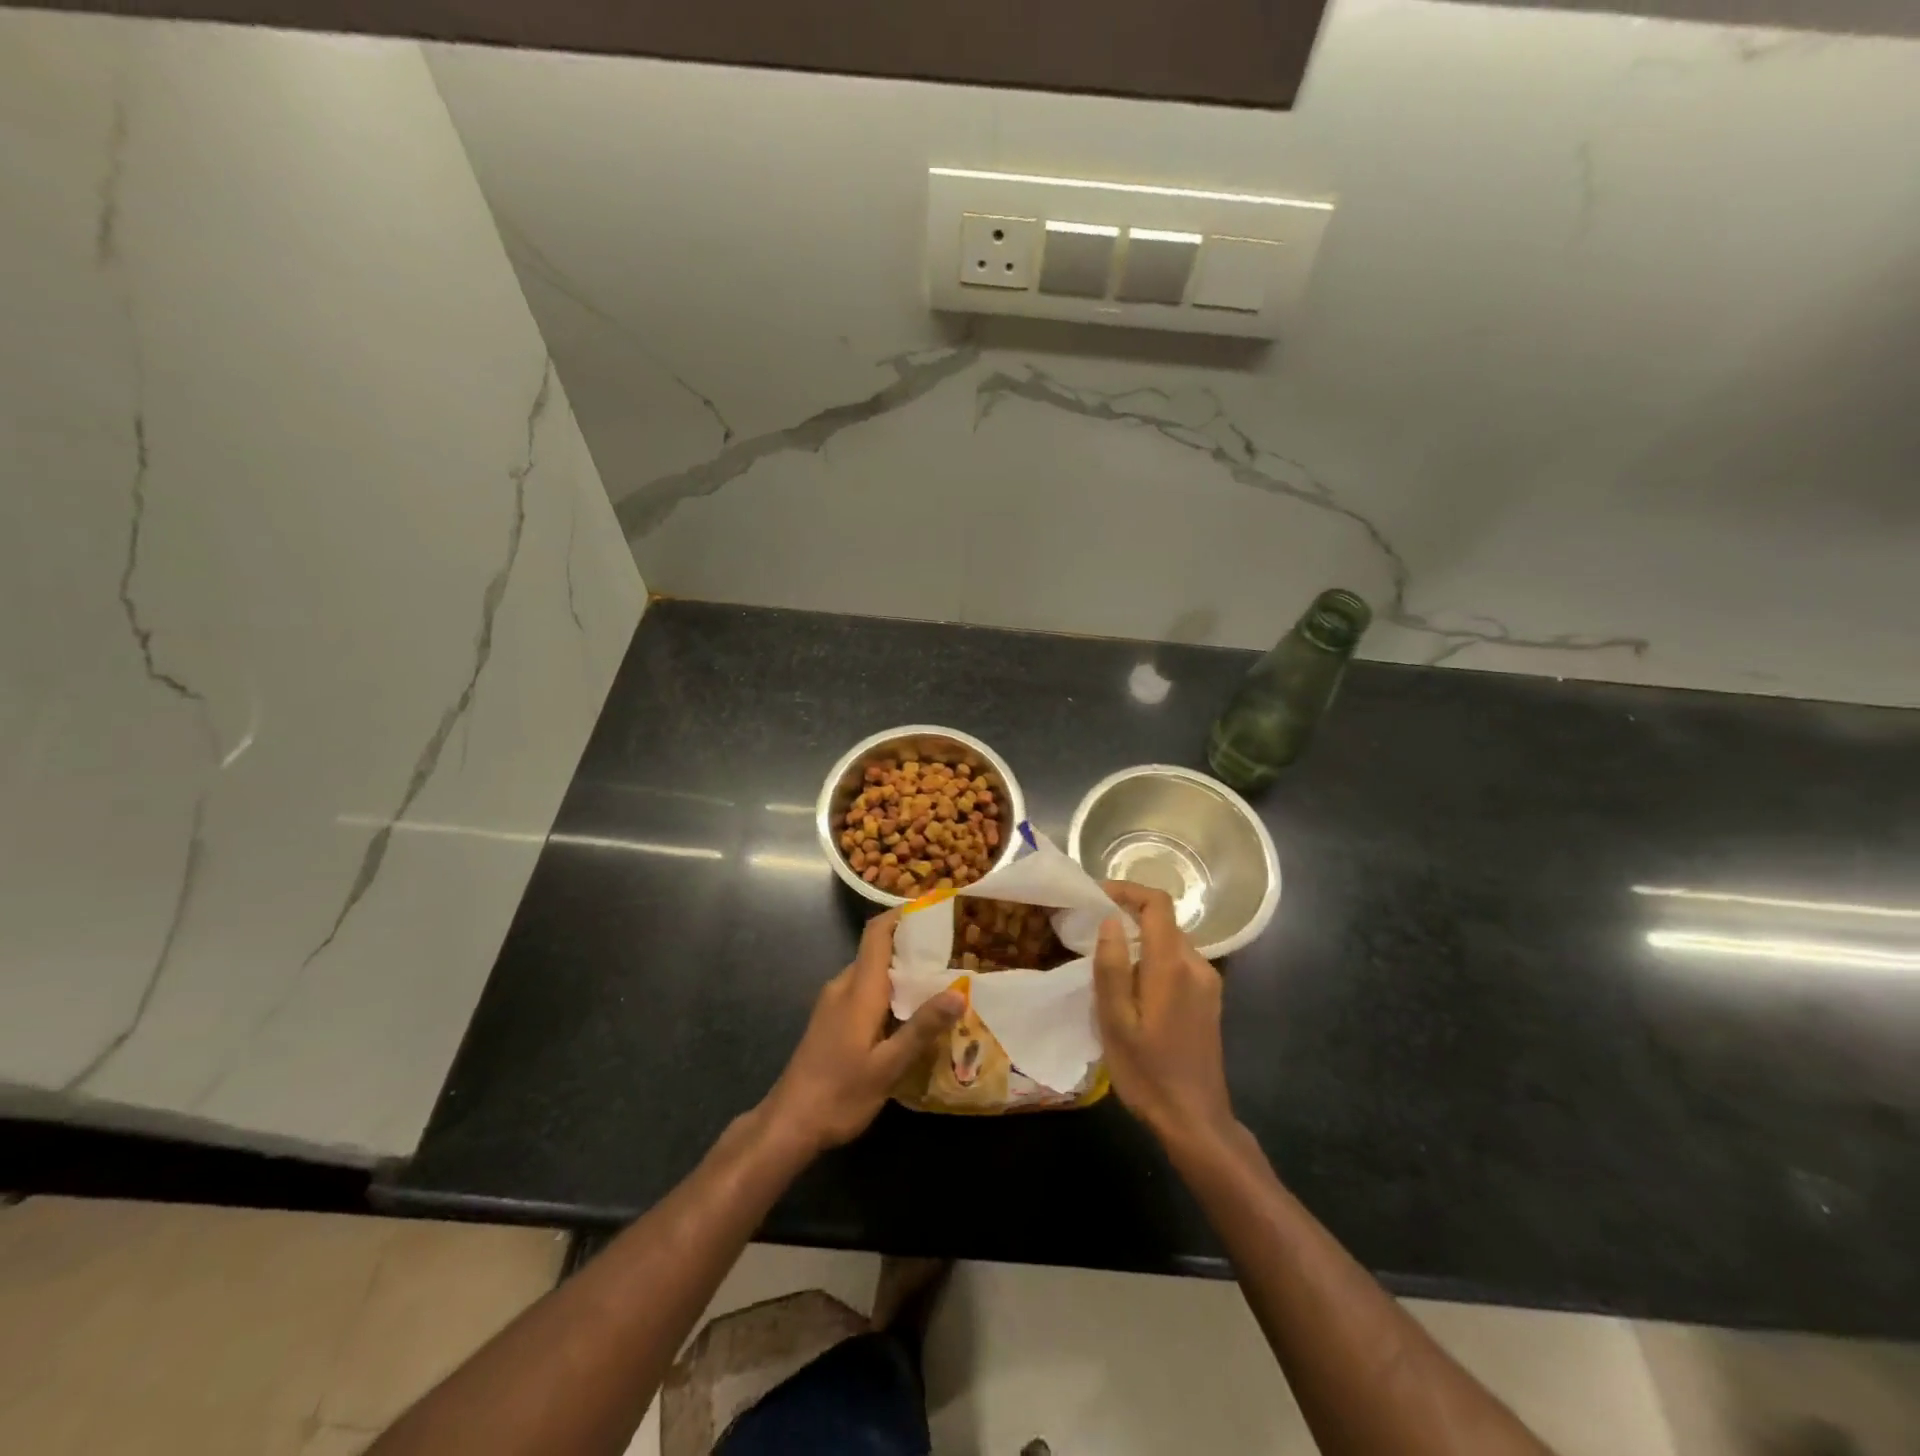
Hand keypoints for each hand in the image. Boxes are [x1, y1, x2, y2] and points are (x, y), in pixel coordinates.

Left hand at [761, 910, 963, 1155]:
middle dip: (912, 947)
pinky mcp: (830, 1020)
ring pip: (871, 974)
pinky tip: (909, 1016)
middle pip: (878, 951)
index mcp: (858, 989)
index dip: (901, 915)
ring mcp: (833, 1003)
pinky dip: (888, 992)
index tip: (934, 909)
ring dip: (901, 973)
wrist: (788, 1124)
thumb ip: (921, 1028)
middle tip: (953, 954)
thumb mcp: (888, 1066)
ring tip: (940, 983)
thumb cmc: (840, 1093)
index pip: (877, 933)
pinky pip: (863, 992)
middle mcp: (843, 986)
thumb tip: (959, 992)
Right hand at [1093, 882, 1236, 1149]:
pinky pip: (1179, 962)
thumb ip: (1112, 967)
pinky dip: (1154, 959)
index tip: (1097, 895)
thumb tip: (1110, 920)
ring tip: (1108, 962)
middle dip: (1129, 916)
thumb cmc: (1147, 1072)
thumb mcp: (1116, 1022)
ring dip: (1141, 940)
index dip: (1128, 890)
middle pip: (1164, 921)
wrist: (1195, 1120)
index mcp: (1173, 966)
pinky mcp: (1209, 999)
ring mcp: (1208, 983)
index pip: (1158, 904)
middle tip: (1091, 932)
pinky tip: (1133, 988)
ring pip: (1171, 942)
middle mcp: (1197, 965)